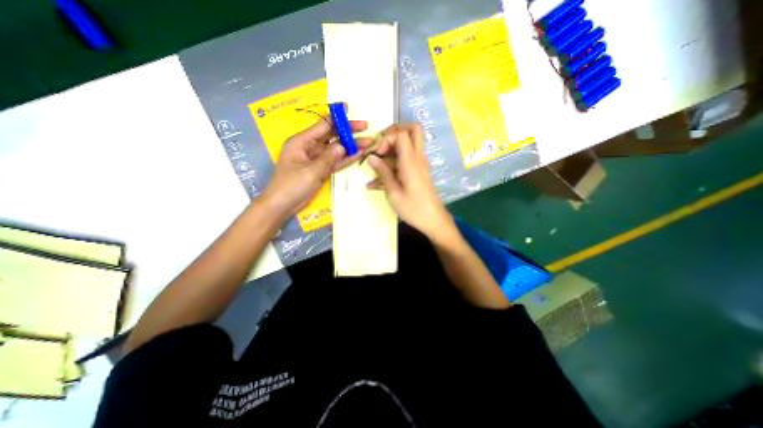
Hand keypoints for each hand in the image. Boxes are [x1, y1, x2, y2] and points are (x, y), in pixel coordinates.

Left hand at [260, 119, 372, 221]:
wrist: (282, 206)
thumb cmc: (290, 186)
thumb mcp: (310, 171)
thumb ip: (327, 158)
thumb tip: (343, 146)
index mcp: (301, 142)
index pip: (322, 126)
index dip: (336, 117)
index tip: (348, 109)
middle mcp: (309, 147)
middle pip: (332, 136)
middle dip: (348, 132)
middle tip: (365, 128)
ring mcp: (316, 160)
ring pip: (336, 150)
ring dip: (351, 147)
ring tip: (368, 143)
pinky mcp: (321, 170)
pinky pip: (335, 162)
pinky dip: (346, 159)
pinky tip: (359, 155)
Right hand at [367, 124, 454, 244]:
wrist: (434, 220)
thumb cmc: (413, 209)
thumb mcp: (393, 193)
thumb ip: (383, 173)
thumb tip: (372, 158)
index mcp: (411, 161)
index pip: (401, 134)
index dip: (387, 138)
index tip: (378, 154)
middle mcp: (418, 158)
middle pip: (413, 130)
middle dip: (395, 132)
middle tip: (382, 144)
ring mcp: (420, 164)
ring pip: (408, 144)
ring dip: (391, 150)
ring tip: (376, 167)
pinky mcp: (419, 171)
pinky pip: (406, 159)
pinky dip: (394, 163)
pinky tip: (380, 179)